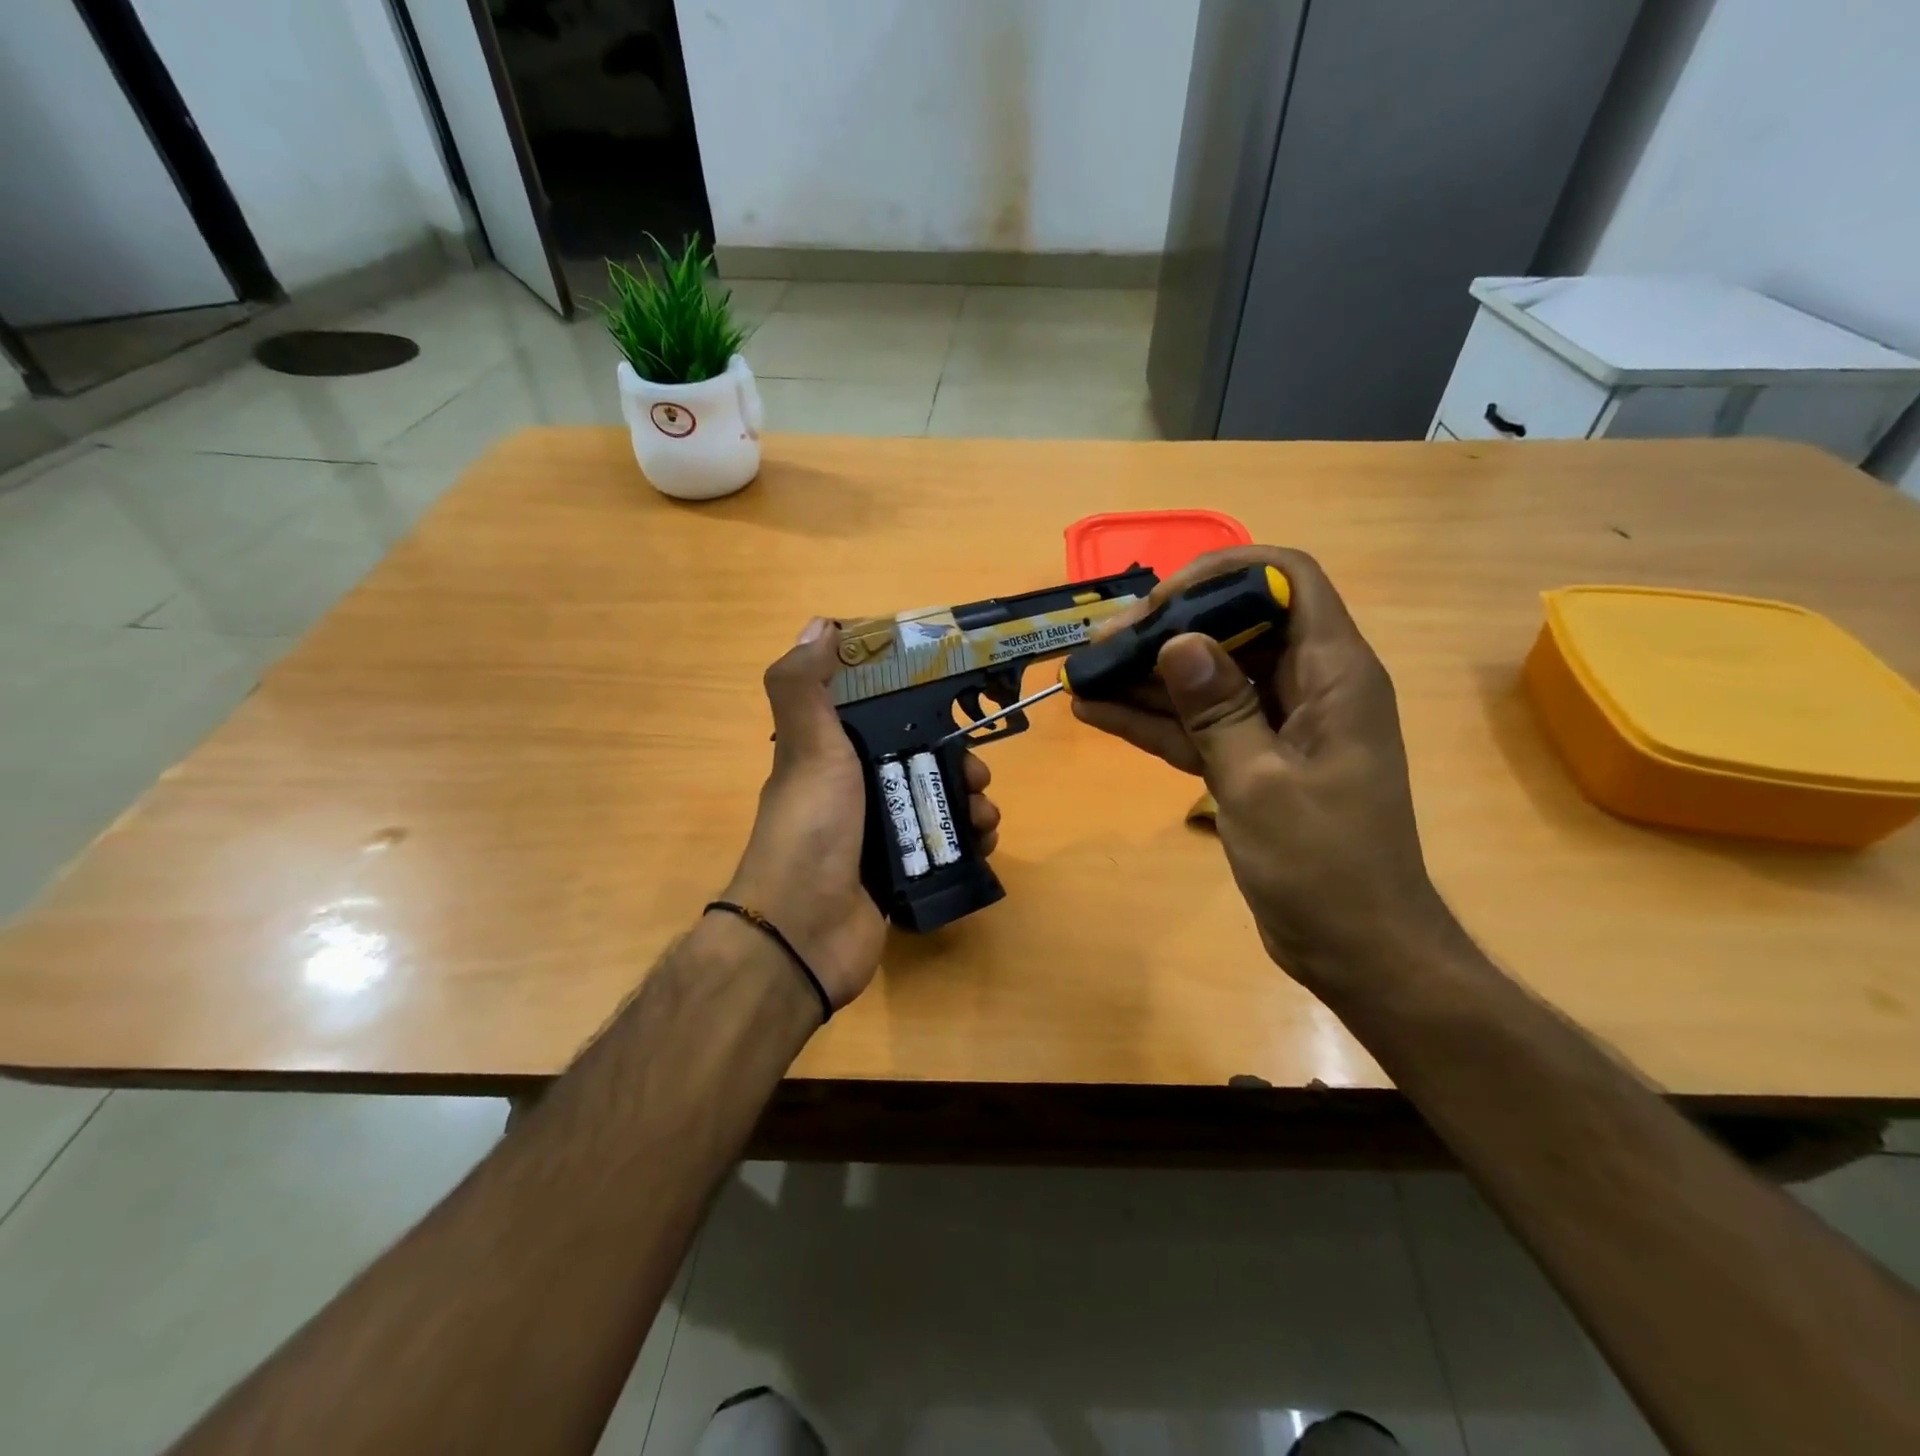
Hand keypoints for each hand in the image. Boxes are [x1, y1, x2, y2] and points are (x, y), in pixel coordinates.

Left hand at [724, 618, 1000, 1009]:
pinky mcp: (900, 875)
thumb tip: (820, 625)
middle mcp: (854, 793)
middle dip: (959, 762)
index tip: (952, 701)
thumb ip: (803, 686)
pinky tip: (984, 843)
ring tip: (986, 815)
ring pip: (938, 805)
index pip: (880, 718)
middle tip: (980, 774)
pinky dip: (969, 842)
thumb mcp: (807, 747)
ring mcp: (878, 837)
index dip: (917, 707)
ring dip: (972, 803)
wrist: (805, 932)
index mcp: (830, 757)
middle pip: (921, 763)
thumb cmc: (811, 828)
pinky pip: (945, 848)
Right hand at [1072, 547, 1456, 995]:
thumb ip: (1218, 710)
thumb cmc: (1325, 867)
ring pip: (1207, 678)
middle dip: (1165, 630)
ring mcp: (1276, 725)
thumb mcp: (1261, 784)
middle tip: (1101, 647)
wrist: (1356, 949)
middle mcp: (1306, 686)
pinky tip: (1096, 714)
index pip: (1287, 581)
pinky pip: (1198, 725)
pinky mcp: (1252, 760)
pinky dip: (1154, 720)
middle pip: (1234, 627)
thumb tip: (1177, 641)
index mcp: (1333, 675)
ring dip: (1147, 677)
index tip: (1161, 604)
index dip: (1223, 575)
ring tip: (1083, 676)